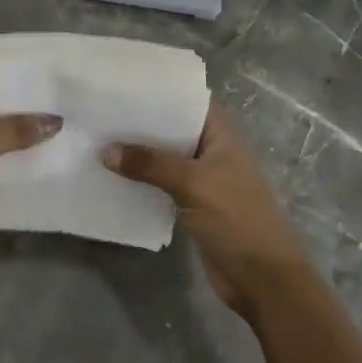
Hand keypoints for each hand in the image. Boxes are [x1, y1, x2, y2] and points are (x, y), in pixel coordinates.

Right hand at [103, 106, 312, 317]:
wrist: (262, 279)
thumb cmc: (236, 219)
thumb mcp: (193, 184)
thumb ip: (150, 164)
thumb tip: (106, 151)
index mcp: (221, 134)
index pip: (188, 100)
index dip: (160, 90)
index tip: (124, 83)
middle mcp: (212, 150)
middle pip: (173, 128)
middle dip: (141, 122)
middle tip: (100, 111)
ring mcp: (204, 178)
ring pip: (165, 157)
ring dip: (138, 153)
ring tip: (98, 139)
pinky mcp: (193, 204)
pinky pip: (162, 183)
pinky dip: (142, 179)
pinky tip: (113, 175)